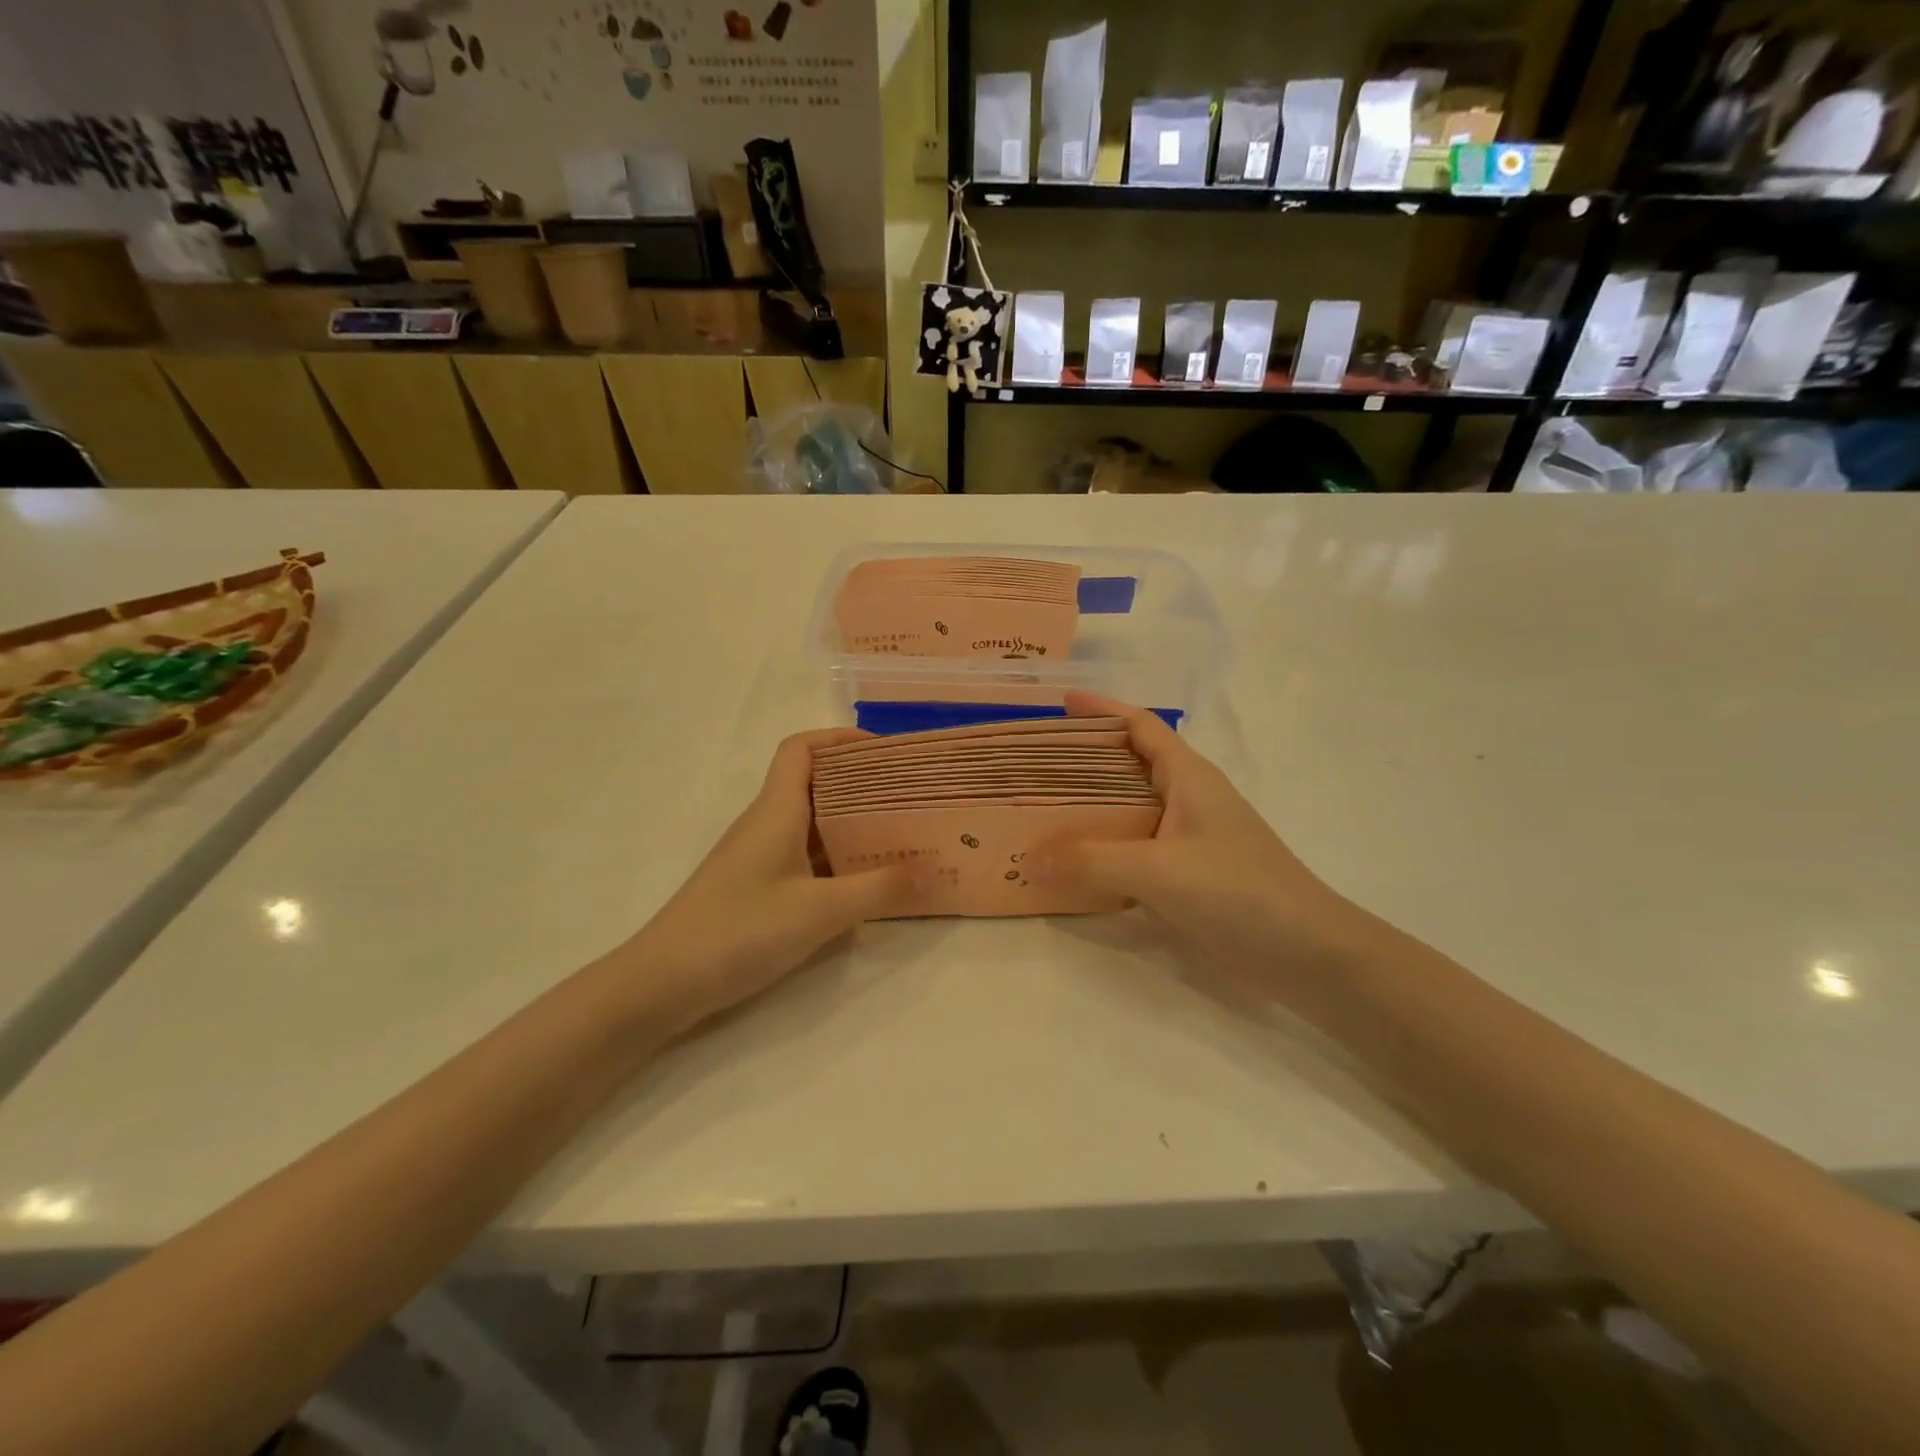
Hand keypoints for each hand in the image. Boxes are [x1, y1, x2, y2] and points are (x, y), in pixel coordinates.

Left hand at [619, 729, 922, 1036]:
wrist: (663, 983)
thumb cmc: (739, 930)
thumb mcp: (820, 911)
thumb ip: (879, 890)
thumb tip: (934, 872)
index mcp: (776, 810)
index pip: (801, 749)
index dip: (840, 739)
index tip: (886, 753)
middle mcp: (767, 824)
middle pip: (814, 783)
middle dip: (862, 784)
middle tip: (910, 798)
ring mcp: (760, 857)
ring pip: (812, 823)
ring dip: (853, 824)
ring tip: (900, 837)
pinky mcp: (757, 887)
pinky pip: (805, 857)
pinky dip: (837, 859)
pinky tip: (865, 882)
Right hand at [1032, 693, 1360, 994]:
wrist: (1308, 954)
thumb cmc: (1240, 890)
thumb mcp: (1160, 869)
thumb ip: (1092, 861)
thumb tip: (1028, 858)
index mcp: (1188, 777)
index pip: (1141, 726)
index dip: (1103, 709)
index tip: (1060, 703)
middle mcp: (1186, 800)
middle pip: (1127, 766)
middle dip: (1083, 760)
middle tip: (1032, 765)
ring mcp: (1187, 840)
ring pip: (1127, 812)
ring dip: (1088, 810)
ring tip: (1039, 813)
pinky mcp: (1186, 877)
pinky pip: (1132, 852)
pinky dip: (1101, 853)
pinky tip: (1071, 868)